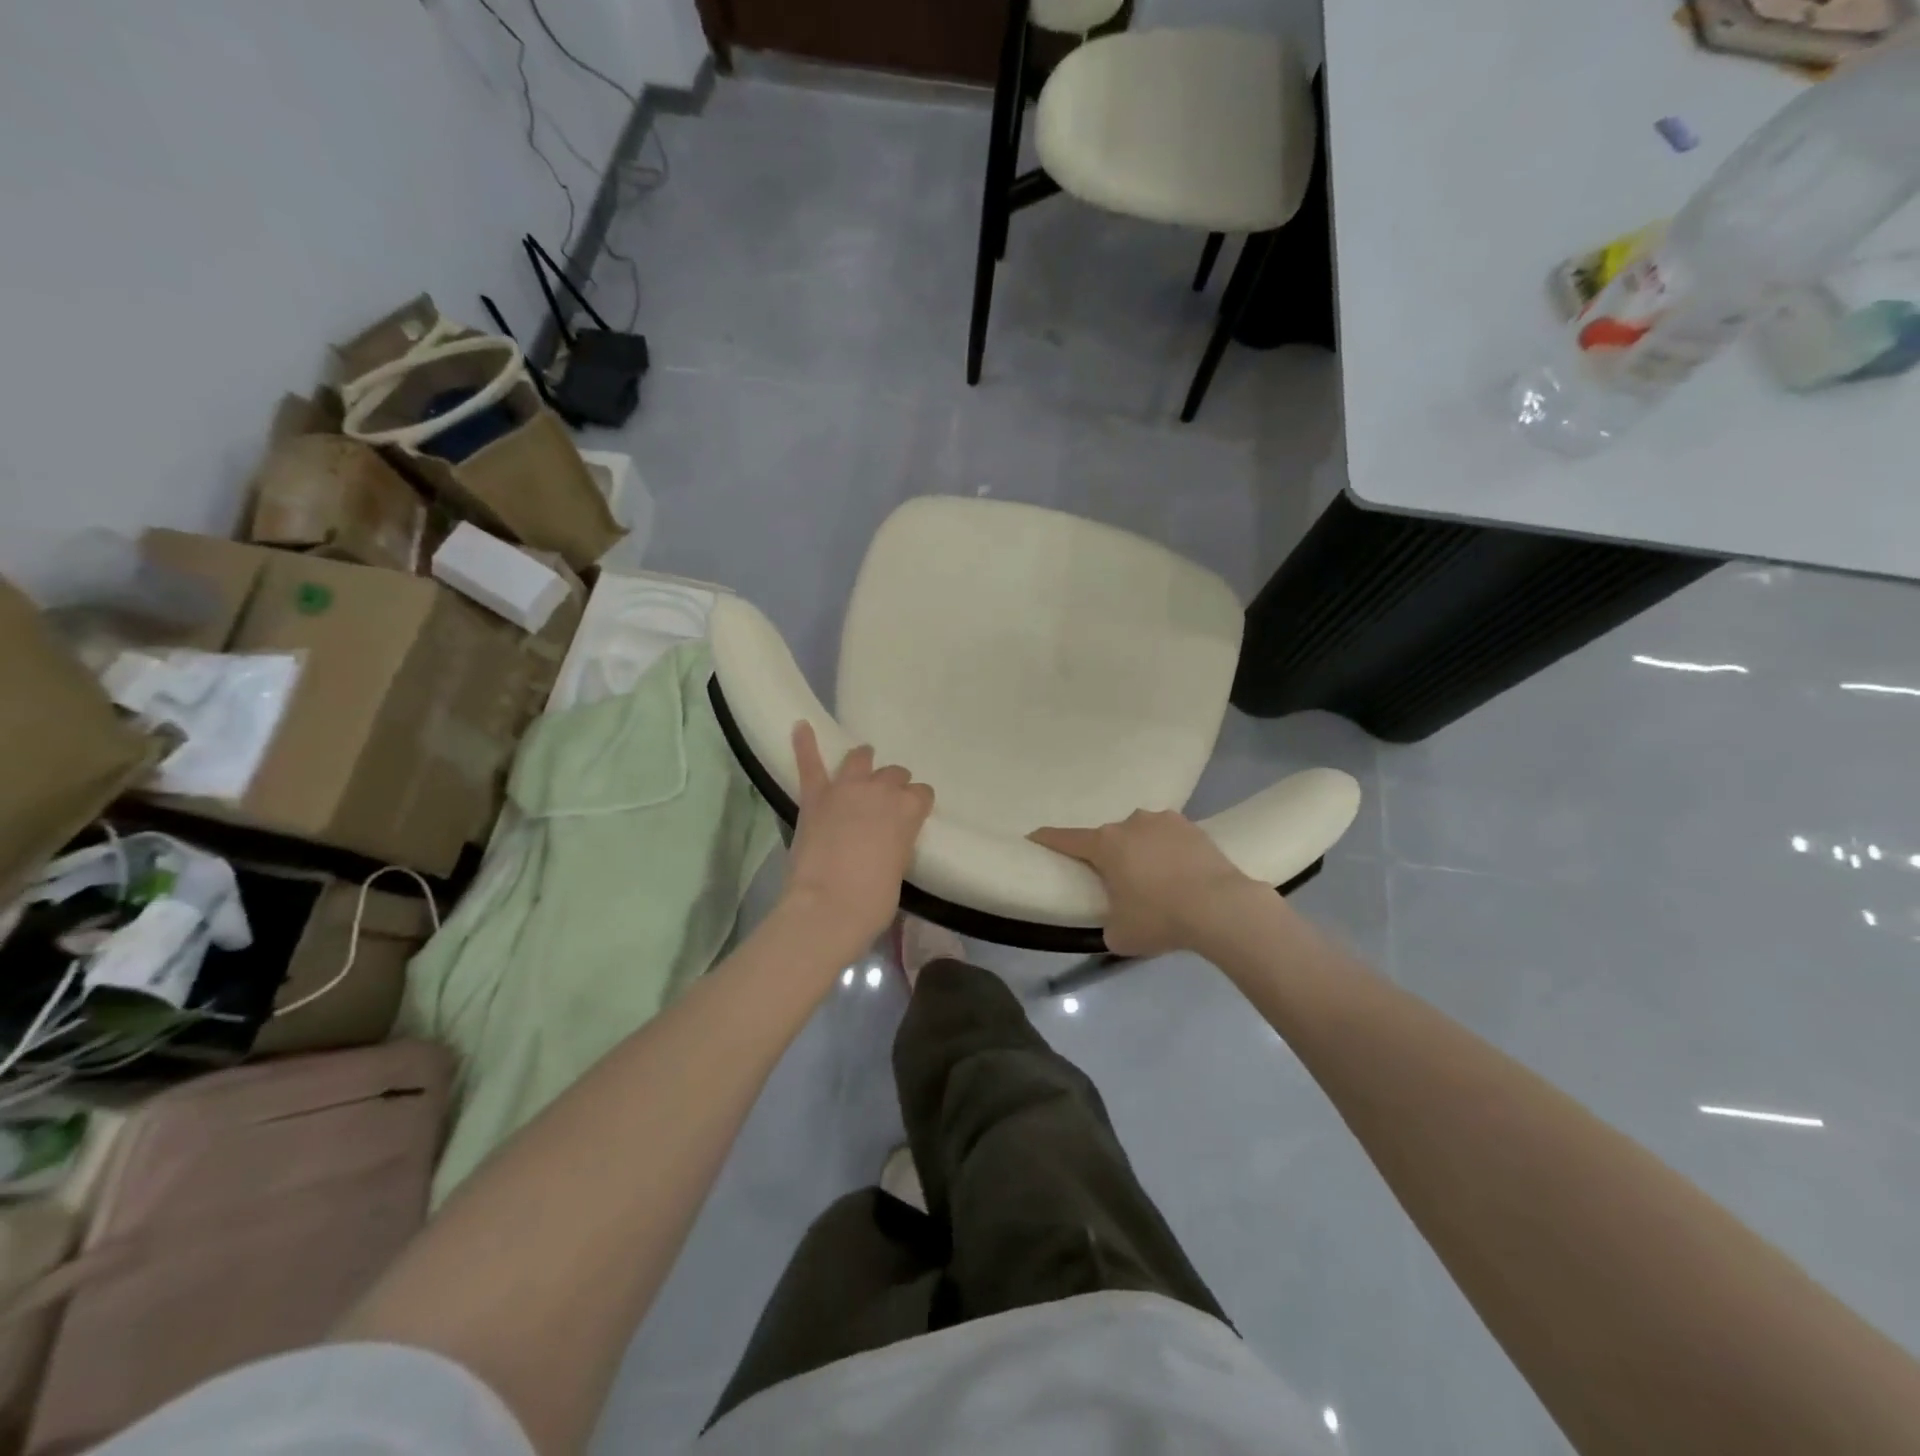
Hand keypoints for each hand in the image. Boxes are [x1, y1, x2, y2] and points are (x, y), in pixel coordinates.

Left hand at [781, 722, 934, 959]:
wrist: (829, 906)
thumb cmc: (873, 900)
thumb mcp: (899, 869)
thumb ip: (897, 843)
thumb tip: (886, 840)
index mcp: (909, 810)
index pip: (922, 794)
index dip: (916, 805)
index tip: (910, 817)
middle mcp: (881, 790)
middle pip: (894, 775)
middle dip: (893, 785)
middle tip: (884, 804)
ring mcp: (845, 789)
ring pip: (859, 759)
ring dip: (863, 760)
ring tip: (863, 761)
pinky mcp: (814, 797)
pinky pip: (809, 763)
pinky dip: (804, 743)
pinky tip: (800, 726)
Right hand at [1031, 810, 1258, 956]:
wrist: (1221, 907)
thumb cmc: (1160, 918)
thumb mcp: (1120, 935)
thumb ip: (1108, 922)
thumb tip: (1116, 920)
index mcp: (1105, 844)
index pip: (1066, 839)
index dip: (1046, 839)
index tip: (1033, 837)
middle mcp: (1130, 823)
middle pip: (1109, 839)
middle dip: (1110, 857)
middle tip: (1119, 885)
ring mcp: (1164, 821)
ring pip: (1141, 835)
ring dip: (1142, 852)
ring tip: (1157, 881)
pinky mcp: (1193, 827)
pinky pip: (1170, 839)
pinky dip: (1169, 853)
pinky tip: (1181, 875)